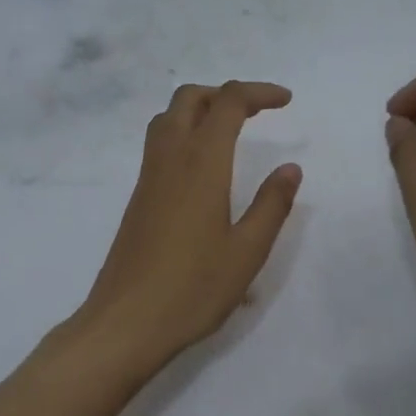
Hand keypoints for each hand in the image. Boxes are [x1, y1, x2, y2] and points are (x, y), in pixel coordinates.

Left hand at [76, 81, 302, 375]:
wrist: (126, 322)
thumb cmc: (193, 288)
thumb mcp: (247, 251)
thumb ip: (271, 205)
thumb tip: (290, 168)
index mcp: (201, 163)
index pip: (229, 103)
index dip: (259, 93)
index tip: (286, 101)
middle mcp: (170, 159)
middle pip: (190, 98)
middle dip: (225, 93)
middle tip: (257, 112)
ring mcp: (148, 177)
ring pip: (168, 118)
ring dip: (200, 109)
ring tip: (231, 131)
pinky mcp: (138, 198)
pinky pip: (159, 144)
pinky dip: (184, 132)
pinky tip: (203, 167)